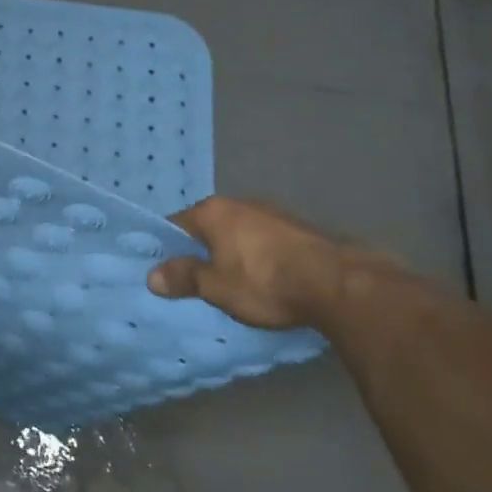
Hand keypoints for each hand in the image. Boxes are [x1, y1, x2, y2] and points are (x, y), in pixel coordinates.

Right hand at [146, 196, 353, 329]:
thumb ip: (184, 278)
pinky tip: (266, 278)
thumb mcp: (216, 287)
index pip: (175, 225)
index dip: (168, 248)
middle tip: (199, 280)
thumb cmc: (265, 282)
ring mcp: (273, 213)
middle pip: (208, 227)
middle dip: (202, 250)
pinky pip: (265, 240)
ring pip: (238, 232)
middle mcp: (240, 204)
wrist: (339, 284)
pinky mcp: (299, 228)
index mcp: (212, 212)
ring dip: (233, 253)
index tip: (167, 271)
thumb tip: (152, 276)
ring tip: (234, 282)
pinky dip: (259, 256)